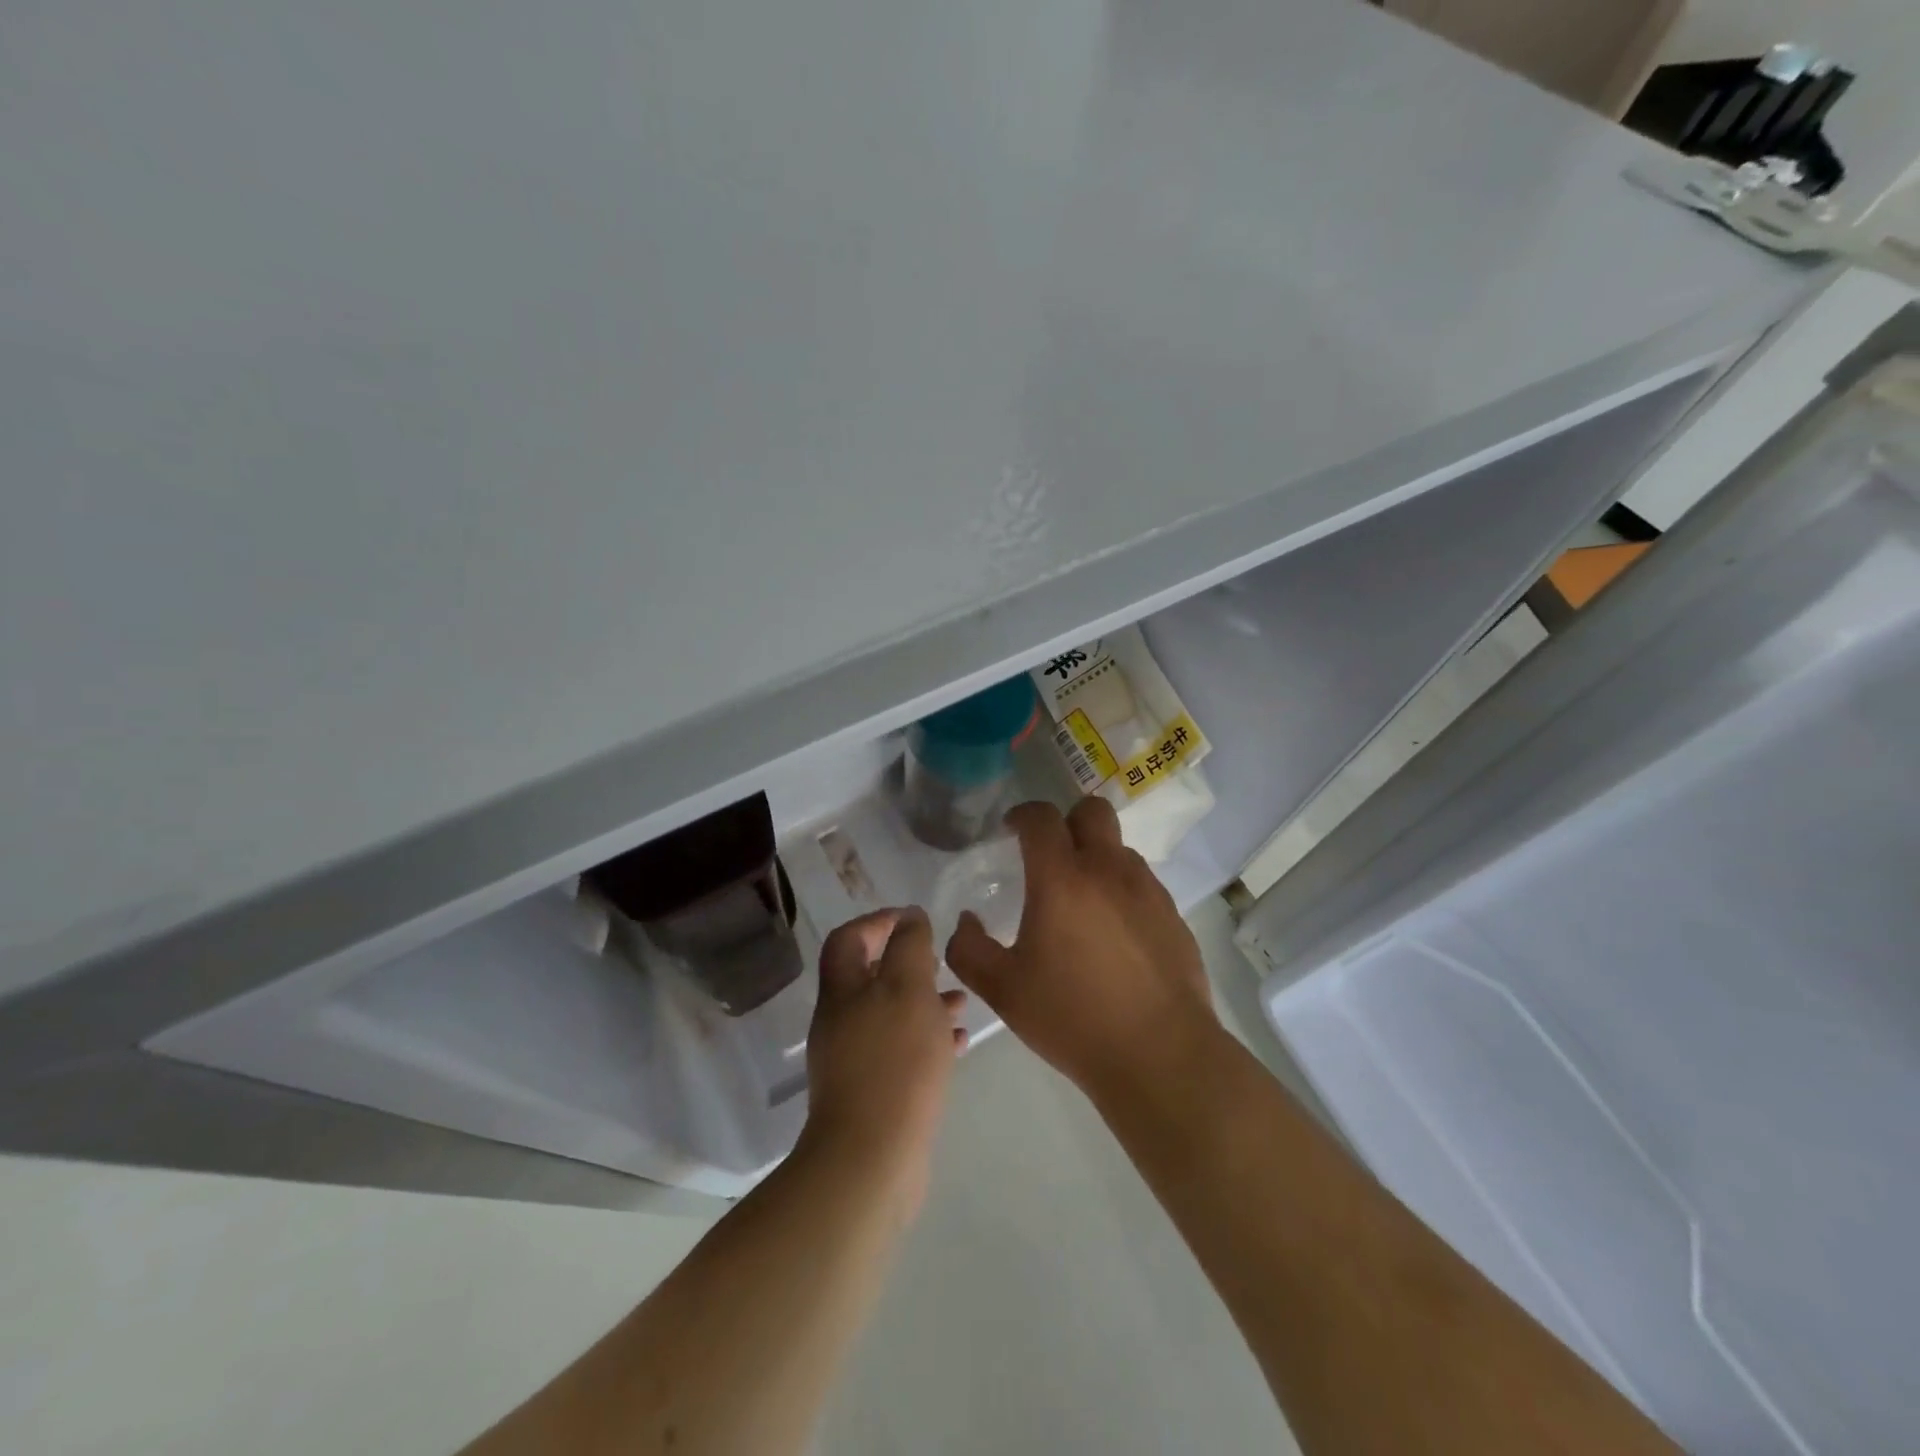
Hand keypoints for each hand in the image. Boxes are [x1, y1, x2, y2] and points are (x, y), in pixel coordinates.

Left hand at [798, 908, 967, 1218]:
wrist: (872, 1158)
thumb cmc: (894, 1061)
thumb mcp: (908, 988)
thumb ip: (910, 946)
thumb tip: (909, 917)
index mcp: (841, 991)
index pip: (848, 938)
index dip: (878, 921)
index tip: (915, 920)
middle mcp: (841, 1021)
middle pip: (871, 977)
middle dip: (909, 964)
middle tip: (941, 962)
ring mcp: (854, 1060)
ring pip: (891, 1015)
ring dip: (924, 1002)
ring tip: (961, 1002)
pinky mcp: (873, 1092)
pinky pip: (901, 1052)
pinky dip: (928, 1040)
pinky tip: (958, 1043)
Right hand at [944, 799, 1216, 1096]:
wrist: (1159, 1055)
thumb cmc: (1072, 1018)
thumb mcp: (1002, 990)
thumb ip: (969, 950)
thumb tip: (966, 921)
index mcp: (1061, 879)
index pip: (1041, 817)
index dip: (1023, 815)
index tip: (1011, 830)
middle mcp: (1108, 870)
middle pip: (1092, 811)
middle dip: (1067, 821)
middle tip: (1051, 855)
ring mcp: (1147, 890)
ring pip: (1119, 849)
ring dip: (1097, 858)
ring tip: (1082, 903)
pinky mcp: (1173, 915)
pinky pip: (1142, 884)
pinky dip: (1122, 891)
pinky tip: (1114, 936)